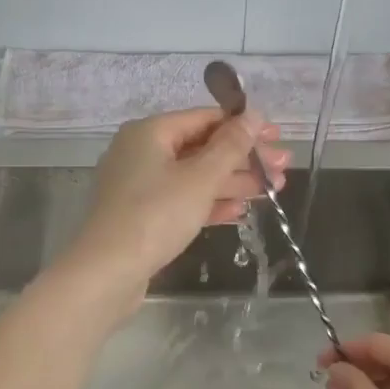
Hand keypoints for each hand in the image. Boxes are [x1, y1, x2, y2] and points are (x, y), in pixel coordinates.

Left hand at [66, 108, 289, 302]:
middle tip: (283, 168)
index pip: (205, 118)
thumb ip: (230, 146)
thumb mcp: (200, 178)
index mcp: (150, 132)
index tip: (277, 138)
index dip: (244, 126)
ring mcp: (140, 186)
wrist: (107, 273)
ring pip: (194, 176)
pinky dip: (210, 203)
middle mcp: (142, 153)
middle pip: (202, 148)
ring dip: (233, 182)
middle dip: (244, 159)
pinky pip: (182, 200)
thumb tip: (254, 115)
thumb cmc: (155, 216)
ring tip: (272, 190)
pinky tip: (239, 211)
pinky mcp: (142, 215)